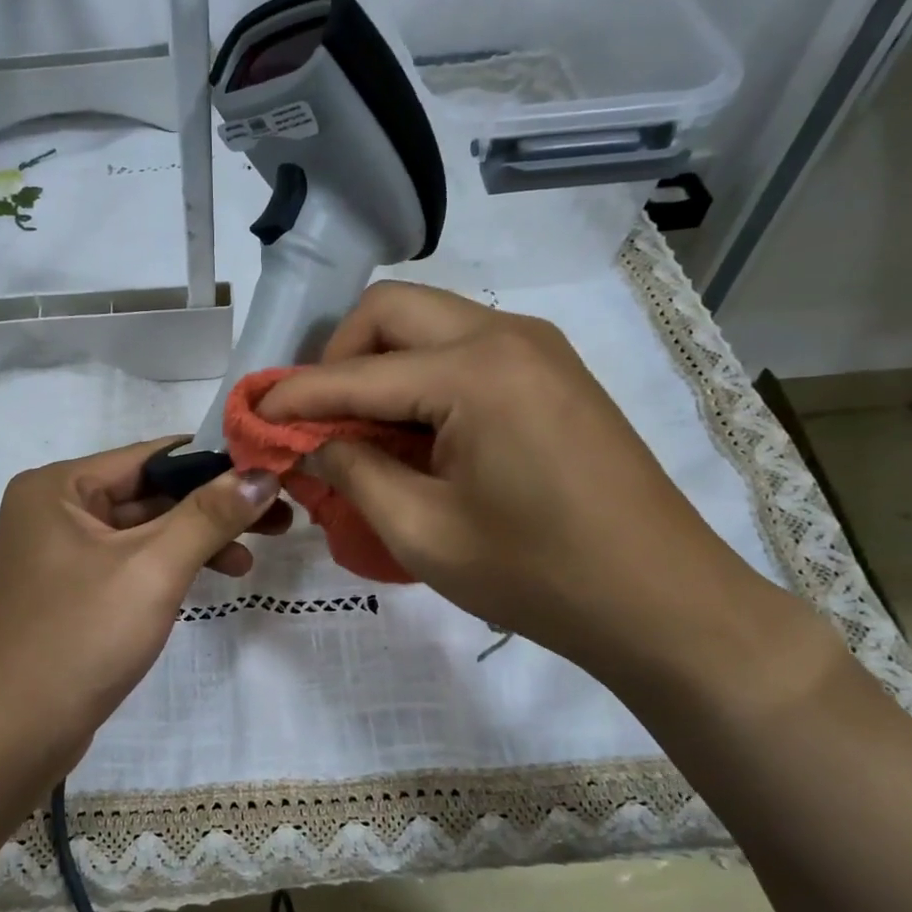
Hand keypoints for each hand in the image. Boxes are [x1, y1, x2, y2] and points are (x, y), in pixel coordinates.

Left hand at [0, 438, 289, 777]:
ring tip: (250, 558)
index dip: (214, 462)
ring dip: (195, 540)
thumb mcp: (153, 569)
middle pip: (147, 493)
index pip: (150, 457)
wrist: (17, 733)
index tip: (269, 472)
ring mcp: (58, 552)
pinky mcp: (69, 590)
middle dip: (210, 507)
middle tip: (275, 518)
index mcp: (57, 487)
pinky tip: (211, 577)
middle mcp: (52, 509)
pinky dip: (168, 566)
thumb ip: (209, 516)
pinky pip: (128, 561)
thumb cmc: (81, 637)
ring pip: (142, 530)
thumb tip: (261, 474)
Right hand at [257, 283, 796, 691]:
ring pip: (428, 323)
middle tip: (316, 420)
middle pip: (390, 310)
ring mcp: (537, 348)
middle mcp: (506, 335)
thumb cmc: (537, 575)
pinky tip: (413, 433)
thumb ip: (353, 473)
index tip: (250, 417)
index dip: (294, 397)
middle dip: (337, 357)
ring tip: (359, 430)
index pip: (355, 373)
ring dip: (379, 364)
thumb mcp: (422, 532)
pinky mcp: (552, 371)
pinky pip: (464, 349)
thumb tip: (310, 442)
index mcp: (474, 372)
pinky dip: (420, 377)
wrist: (662, 601)